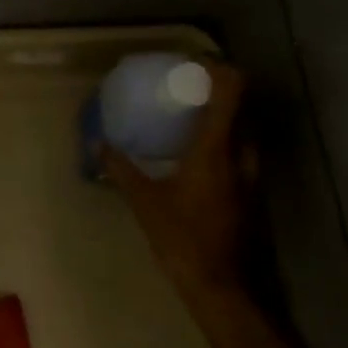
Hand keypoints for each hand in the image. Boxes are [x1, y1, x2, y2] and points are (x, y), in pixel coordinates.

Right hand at [104, 61, 250, 309]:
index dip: (219, 68)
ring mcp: (250, 175)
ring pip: (244, 131)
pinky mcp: (250, 193)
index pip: (232, 91)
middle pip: (242, 106)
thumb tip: (97, 145)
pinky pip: (241, 152)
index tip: (194, 62)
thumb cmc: (181, 237)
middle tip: (189, 89)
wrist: (218, 284)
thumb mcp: (144, 201)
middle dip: (219, 90)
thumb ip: (121, 169)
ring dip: (224, 117)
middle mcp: (240, 155)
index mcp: (216, 149)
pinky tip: (200, 156)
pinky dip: (225, 141)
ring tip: (193, 118)